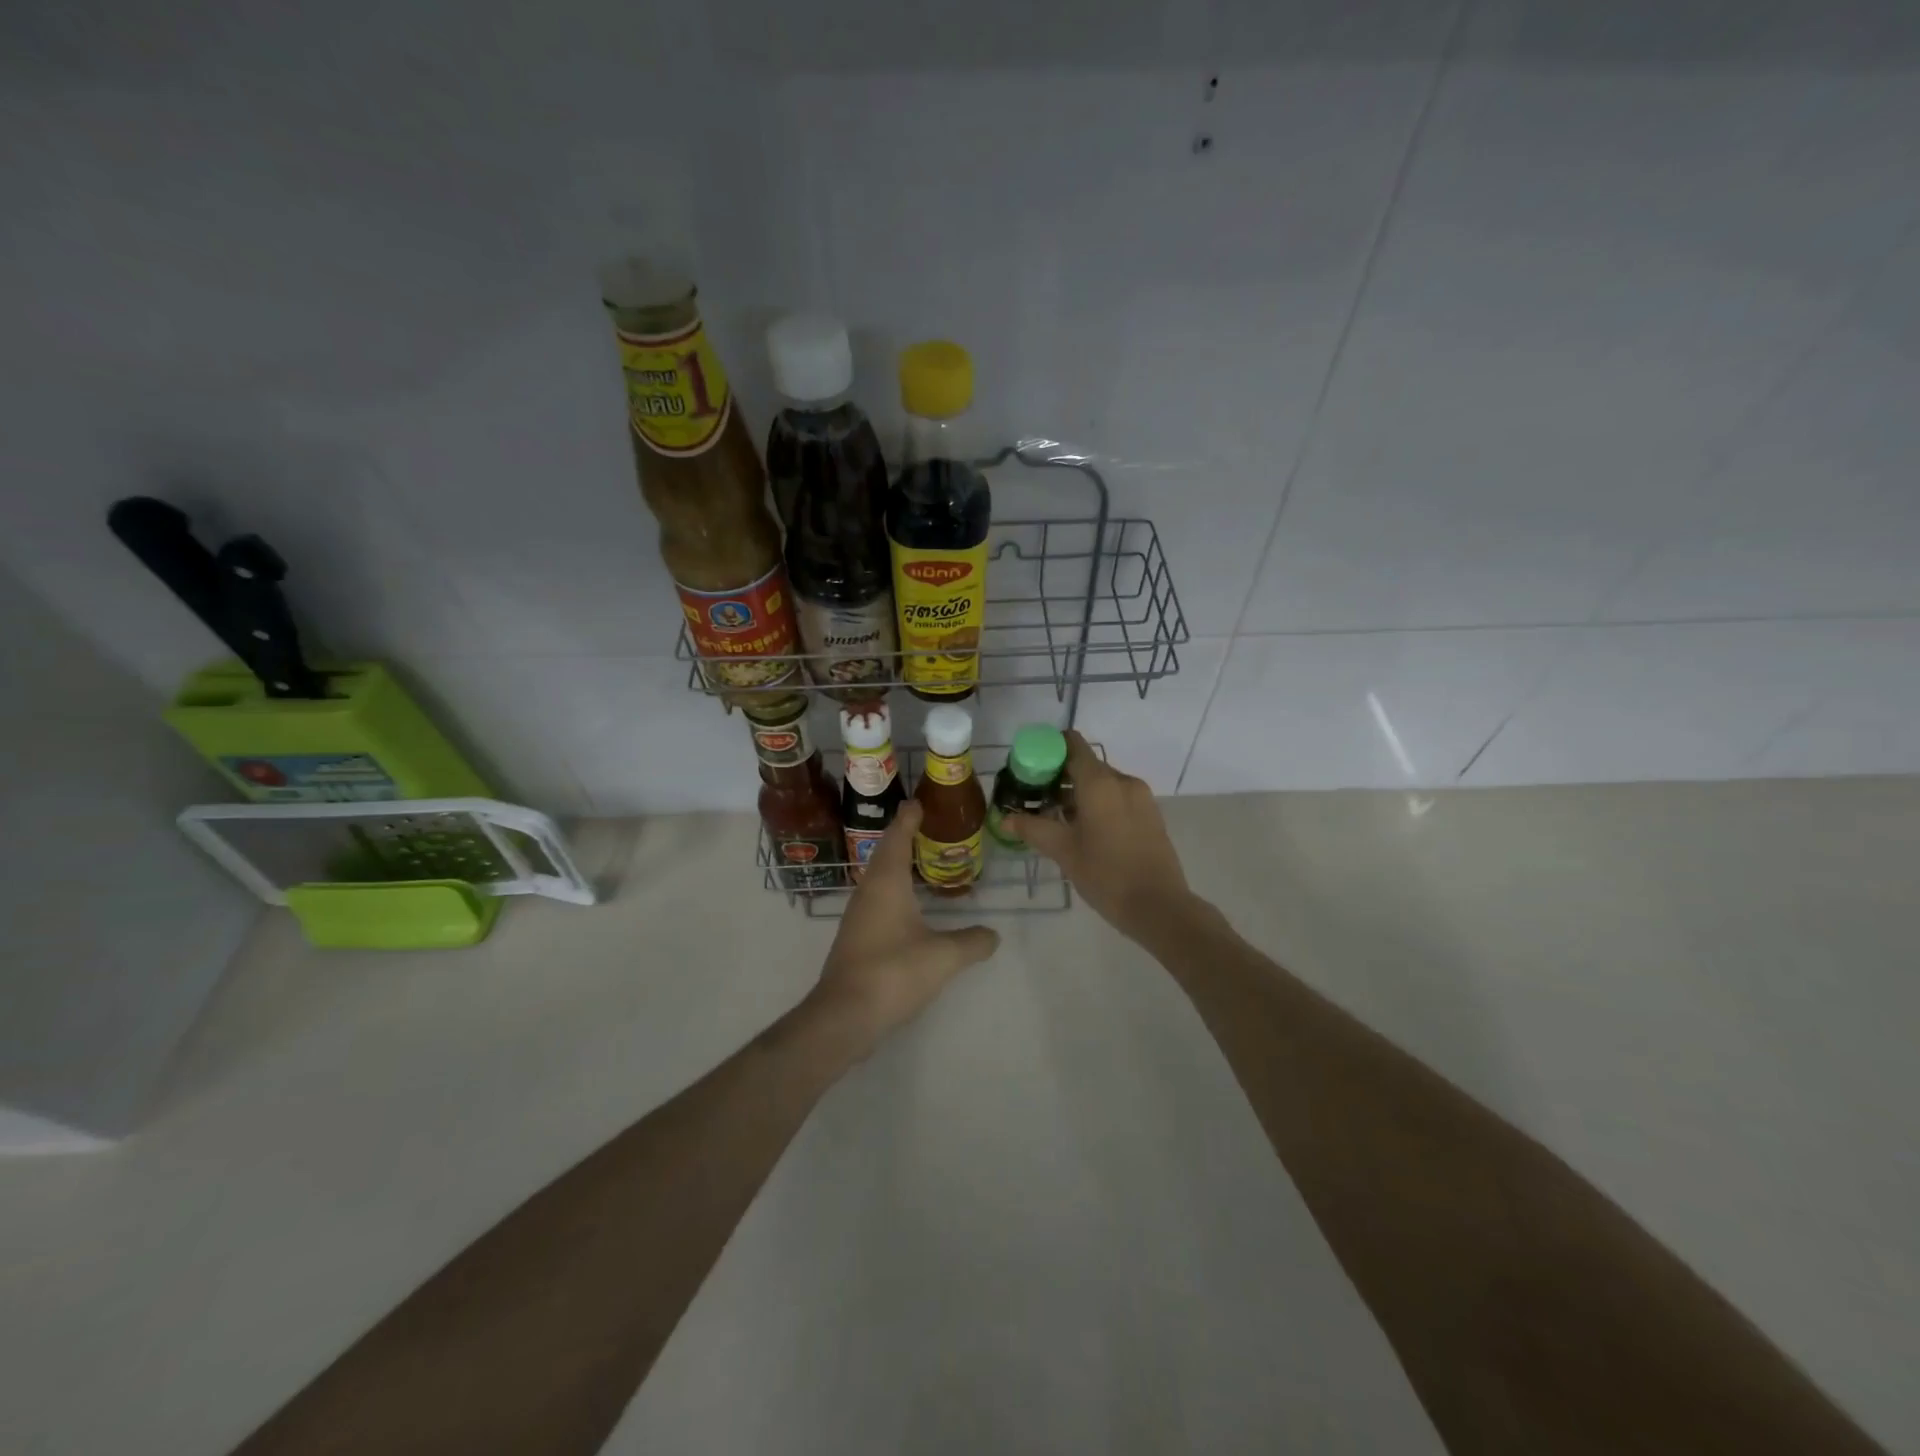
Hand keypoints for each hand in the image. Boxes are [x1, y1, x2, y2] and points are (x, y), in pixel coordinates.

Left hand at [805, 800, 999, 1054]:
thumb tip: (993, 935)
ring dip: (898, 865)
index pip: (897, 838)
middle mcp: (868, 892)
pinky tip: (909, 907)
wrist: (845, 1015)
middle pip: (885, 854)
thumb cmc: (894, 972)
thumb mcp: (943, 957)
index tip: (918, 802)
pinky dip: (895, 892)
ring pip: (879, 879)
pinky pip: (878, 901)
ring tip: (922, 862)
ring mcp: (858, 916)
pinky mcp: (856, 938)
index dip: (908, 819)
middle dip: (904, 838)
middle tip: (927, 827)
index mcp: (886, 883)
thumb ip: (972, 942)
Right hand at [1003, 731, 1194, 942]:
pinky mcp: (1151, 815)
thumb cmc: (1106, 874)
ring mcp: (1141, 797)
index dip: (1049, 749)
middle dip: (1060, 777)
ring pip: (1103, 783)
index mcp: (1100, 782)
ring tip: (1058, 820)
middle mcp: (1123, 781)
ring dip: (1080, 793)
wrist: (1159, 907)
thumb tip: (1004, 819)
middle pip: (1086, 765)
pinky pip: (1118, 797)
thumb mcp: (1063, 851)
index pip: (1073, 745)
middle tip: (1036, 799)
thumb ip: (1032, 829)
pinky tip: (1086, 831)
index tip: (1030, 767)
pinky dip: (1099, 804)